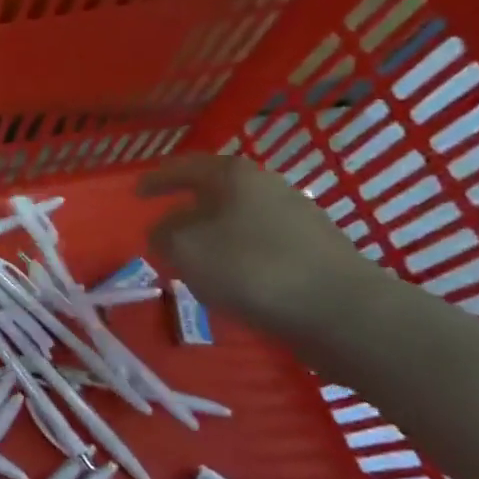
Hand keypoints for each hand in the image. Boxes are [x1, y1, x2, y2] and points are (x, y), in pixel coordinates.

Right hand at [136, 153, 379, 332]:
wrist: (342, 310)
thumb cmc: (250, 268)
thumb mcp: (184, 249)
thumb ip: (163, 234)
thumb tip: (165, 231)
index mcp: (233, 175)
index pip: (184, 168)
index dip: (157, 180)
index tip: (136, 193)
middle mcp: (268, 185)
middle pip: (216, 190)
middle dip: (188, 207)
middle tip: (165, 226)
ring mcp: (298, 216)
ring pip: (240, 218)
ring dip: (214, 233)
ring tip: (196, 257)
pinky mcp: (316, 250)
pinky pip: (262, 243)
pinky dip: (239, 254)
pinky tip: (233, 278)